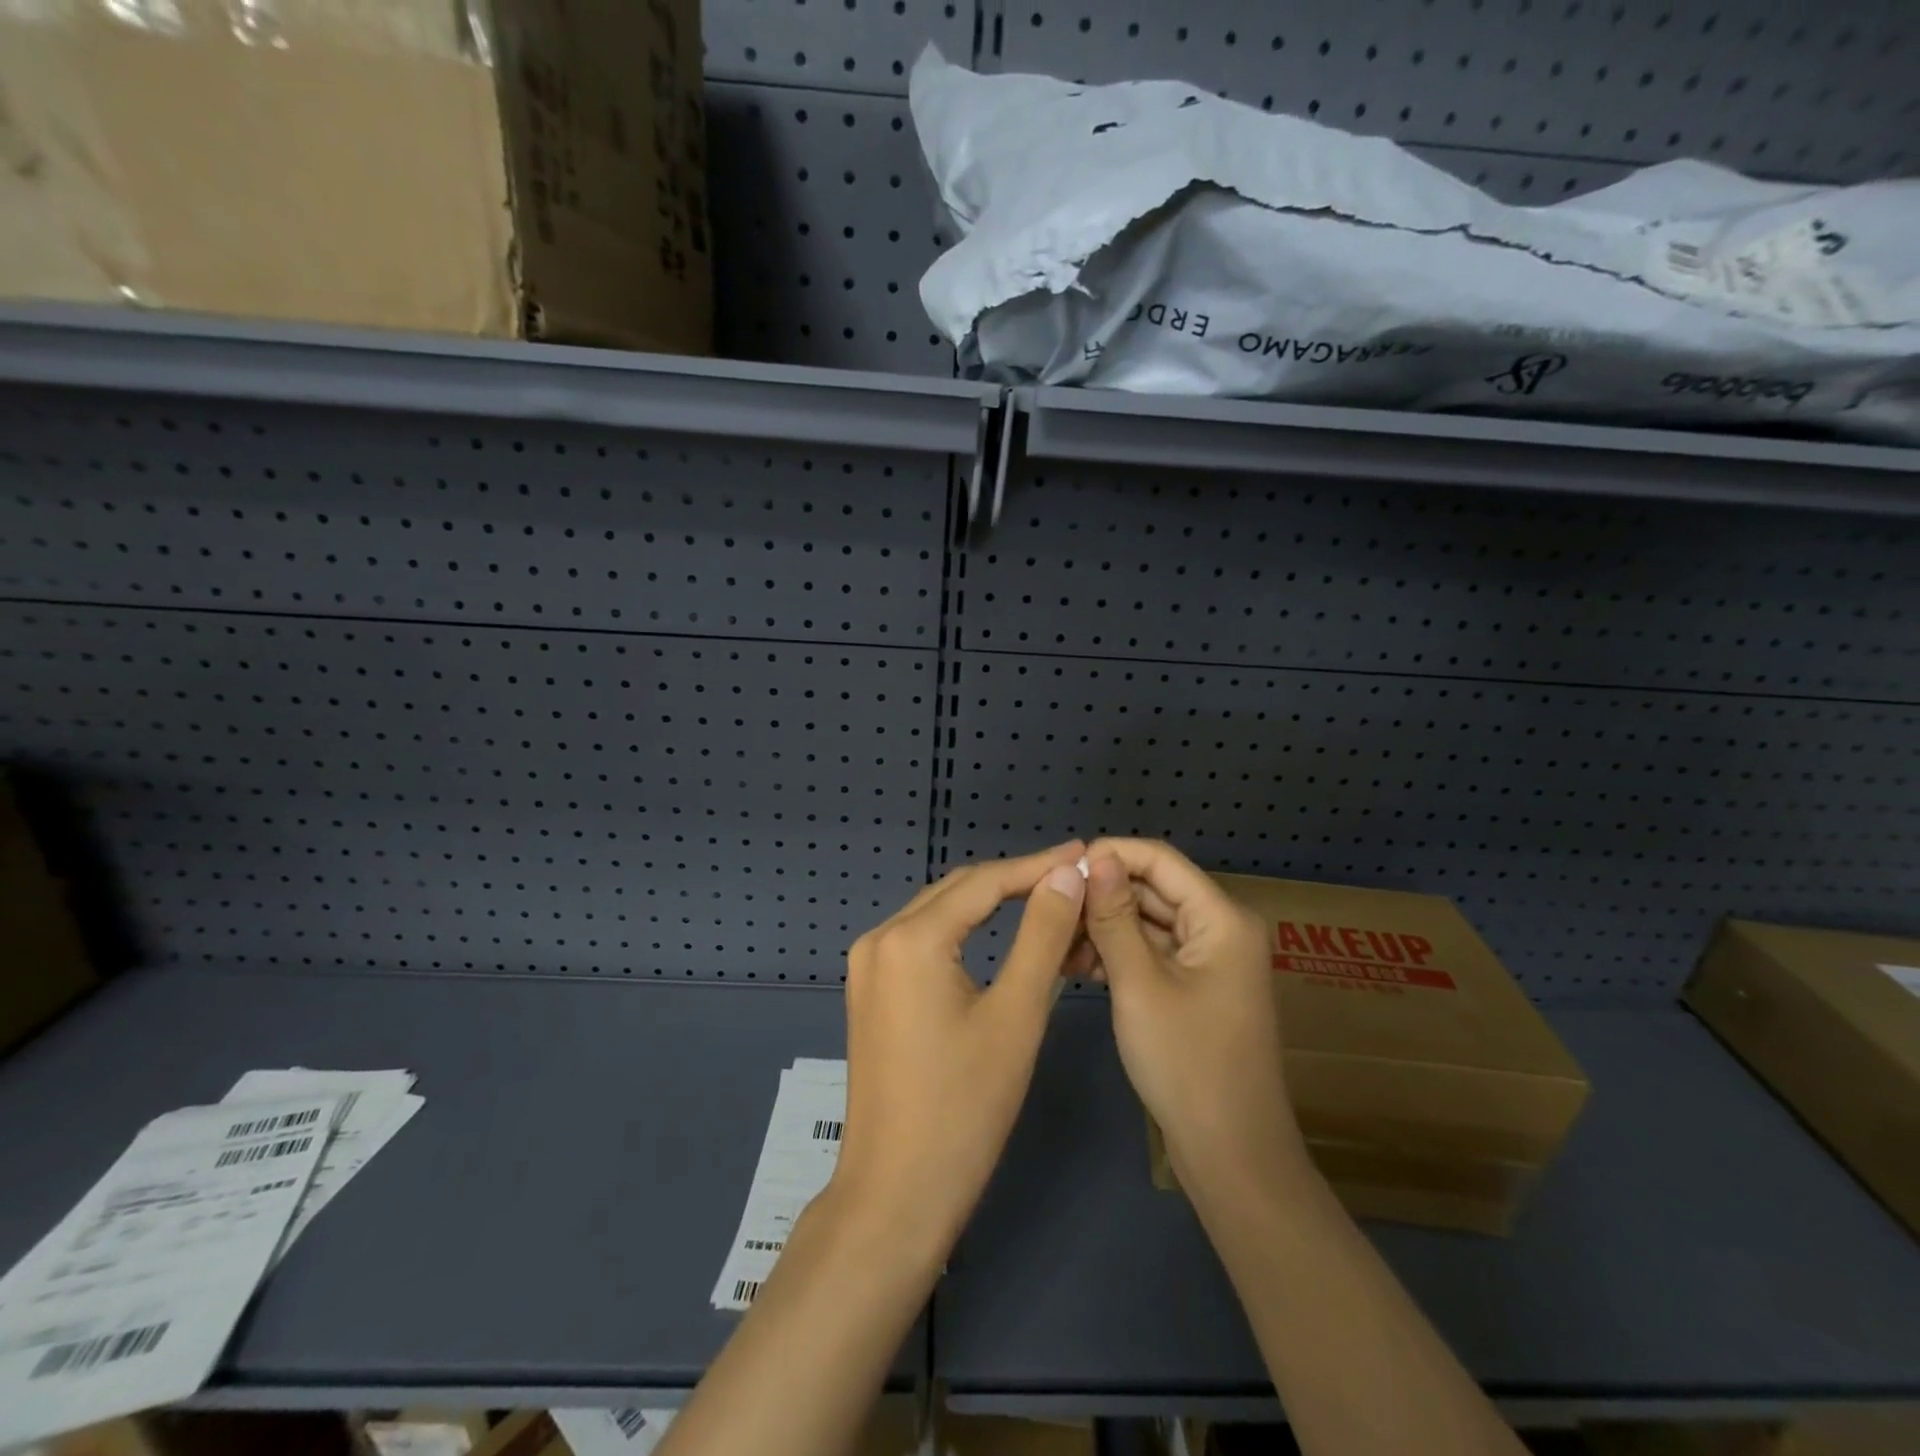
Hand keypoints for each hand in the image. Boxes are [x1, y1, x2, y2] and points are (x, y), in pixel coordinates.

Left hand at [831, 842, 1088, 1263]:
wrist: (897, 1194)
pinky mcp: (870, 990)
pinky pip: (923, 940)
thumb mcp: (1017, 1016)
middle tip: (1073, 873)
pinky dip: (965, 930)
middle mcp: (880, 938)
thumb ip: (1042, 934)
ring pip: (940, 912)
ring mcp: (868, 964)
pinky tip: (999, 931)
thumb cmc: (965, 1108)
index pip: (985, 882)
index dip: (1039, 865)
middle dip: (1016, 879)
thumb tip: (1067, 874)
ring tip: (1047, 896)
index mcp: (911, 938)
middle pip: (958, 890)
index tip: (1084, 853)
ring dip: (991, 902)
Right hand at [1081, 838, 1306, 1198]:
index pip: (1159, 860)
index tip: (1059, 871)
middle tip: (1048, 913)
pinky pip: (1152, 952)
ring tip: (1056, 946)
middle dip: (1101, 897)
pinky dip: (1117, 954)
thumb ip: (1114, 917)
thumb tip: (1096, 858)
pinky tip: (1077, 967)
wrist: (1230, 1154)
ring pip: (1147, 922)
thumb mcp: (1139, 984)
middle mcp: (1220, 927)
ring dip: (1103, 928)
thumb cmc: (1186, 1063)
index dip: (1109, 855)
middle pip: (1152, 890)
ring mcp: (1209, 959)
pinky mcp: (1195, 985)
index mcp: (1221, 917)